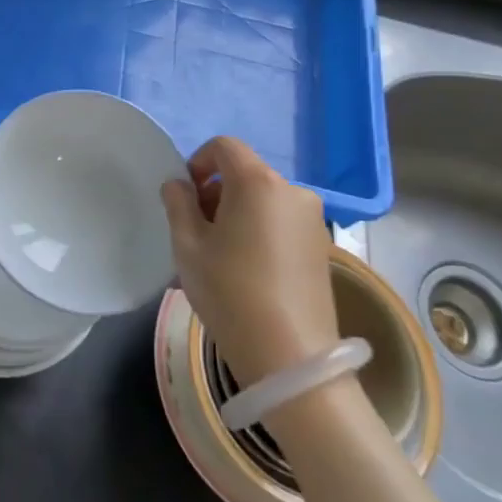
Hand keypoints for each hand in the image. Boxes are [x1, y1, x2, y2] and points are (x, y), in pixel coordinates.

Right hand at [160, 137, 339, 385]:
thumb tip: (178, 185)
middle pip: (246, 173)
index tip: (185, 196)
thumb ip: (178, 204)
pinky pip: (281, 222)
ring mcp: (312, 219)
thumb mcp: (188, 246)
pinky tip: (247, 269)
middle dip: (216, 191)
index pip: (225, 146)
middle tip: (196, 230)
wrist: (290, 355)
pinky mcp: (322, 246)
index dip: (198, 161)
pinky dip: (260, 230)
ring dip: (238, 212)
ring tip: (220, 254)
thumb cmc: (229, 291)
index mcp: (257, 182)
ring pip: (264, 199)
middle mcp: (291, 190)